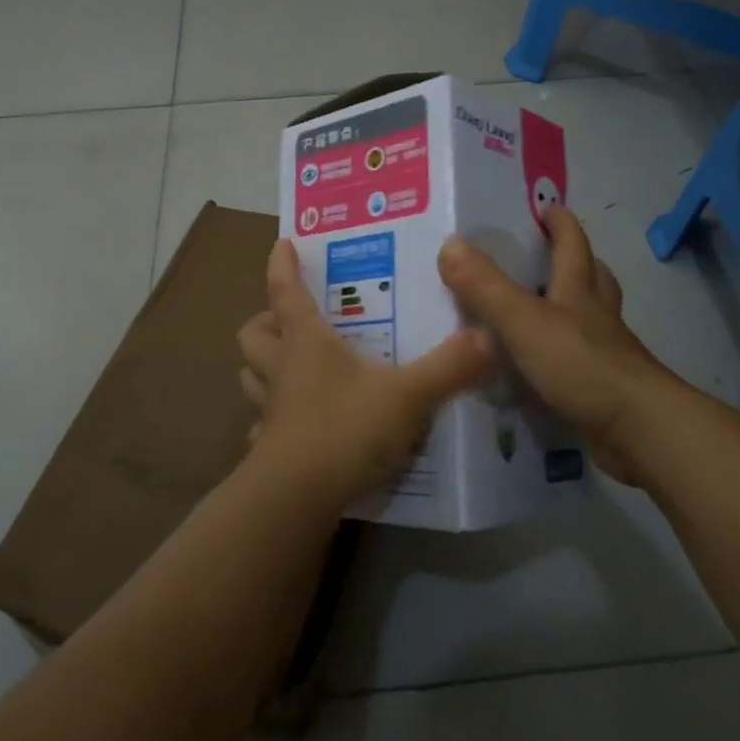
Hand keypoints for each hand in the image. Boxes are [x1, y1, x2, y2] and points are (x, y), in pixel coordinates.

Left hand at [238, 240, 495, 512]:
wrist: (298, 497)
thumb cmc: (345, 429)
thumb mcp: (408, 395)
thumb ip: (450, 367)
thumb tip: (489, 337)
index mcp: (306, 342)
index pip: (286, 291)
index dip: (282, 266)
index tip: (282, 243)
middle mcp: (282, 368)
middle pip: (255, 332)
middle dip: (266, 319)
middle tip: (290, 318)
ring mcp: (270, 410)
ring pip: (250, 374)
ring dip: (263, 365)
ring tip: (288, 365)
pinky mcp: (269, 448)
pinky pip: (261, 424)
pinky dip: (270, 418)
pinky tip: (291, 424)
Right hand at [437, 206, 683, 487]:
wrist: (637, 429)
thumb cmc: (581, 364)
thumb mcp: (523, 321)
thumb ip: (485, 286)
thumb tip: (449, 244)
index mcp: (579, 292)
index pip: (573, 246)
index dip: (561, 225)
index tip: (549, 207)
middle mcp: (597, 318)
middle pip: (593, 279)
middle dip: (576, 262)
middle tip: (552, 255)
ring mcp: (606, 355)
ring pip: (592, 321)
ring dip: (574, 309)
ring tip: (545, 310)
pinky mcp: (605, 390)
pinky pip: (583, 362)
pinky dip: (566, 356)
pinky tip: (545, 369)